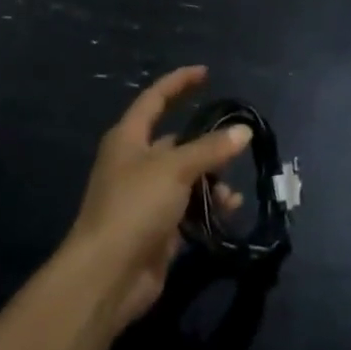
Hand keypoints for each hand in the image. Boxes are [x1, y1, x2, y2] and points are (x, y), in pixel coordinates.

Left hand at [65, 66, 250, 330]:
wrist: (108, 276)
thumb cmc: (135, 207)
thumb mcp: (174, 169)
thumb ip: (210, 148)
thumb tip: (243, 131)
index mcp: (129, 138)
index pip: (155, 99)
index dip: (179, 83)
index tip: (205, 73)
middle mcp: (135, 162)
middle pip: (176, 142)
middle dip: (206, 145)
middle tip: (236, 146)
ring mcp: (146, 197)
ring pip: (187, 177)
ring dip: (211, 182)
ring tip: (230, 195)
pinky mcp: (158, 228)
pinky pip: (189, 208)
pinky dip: (208, 207)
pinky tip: (228, 212)